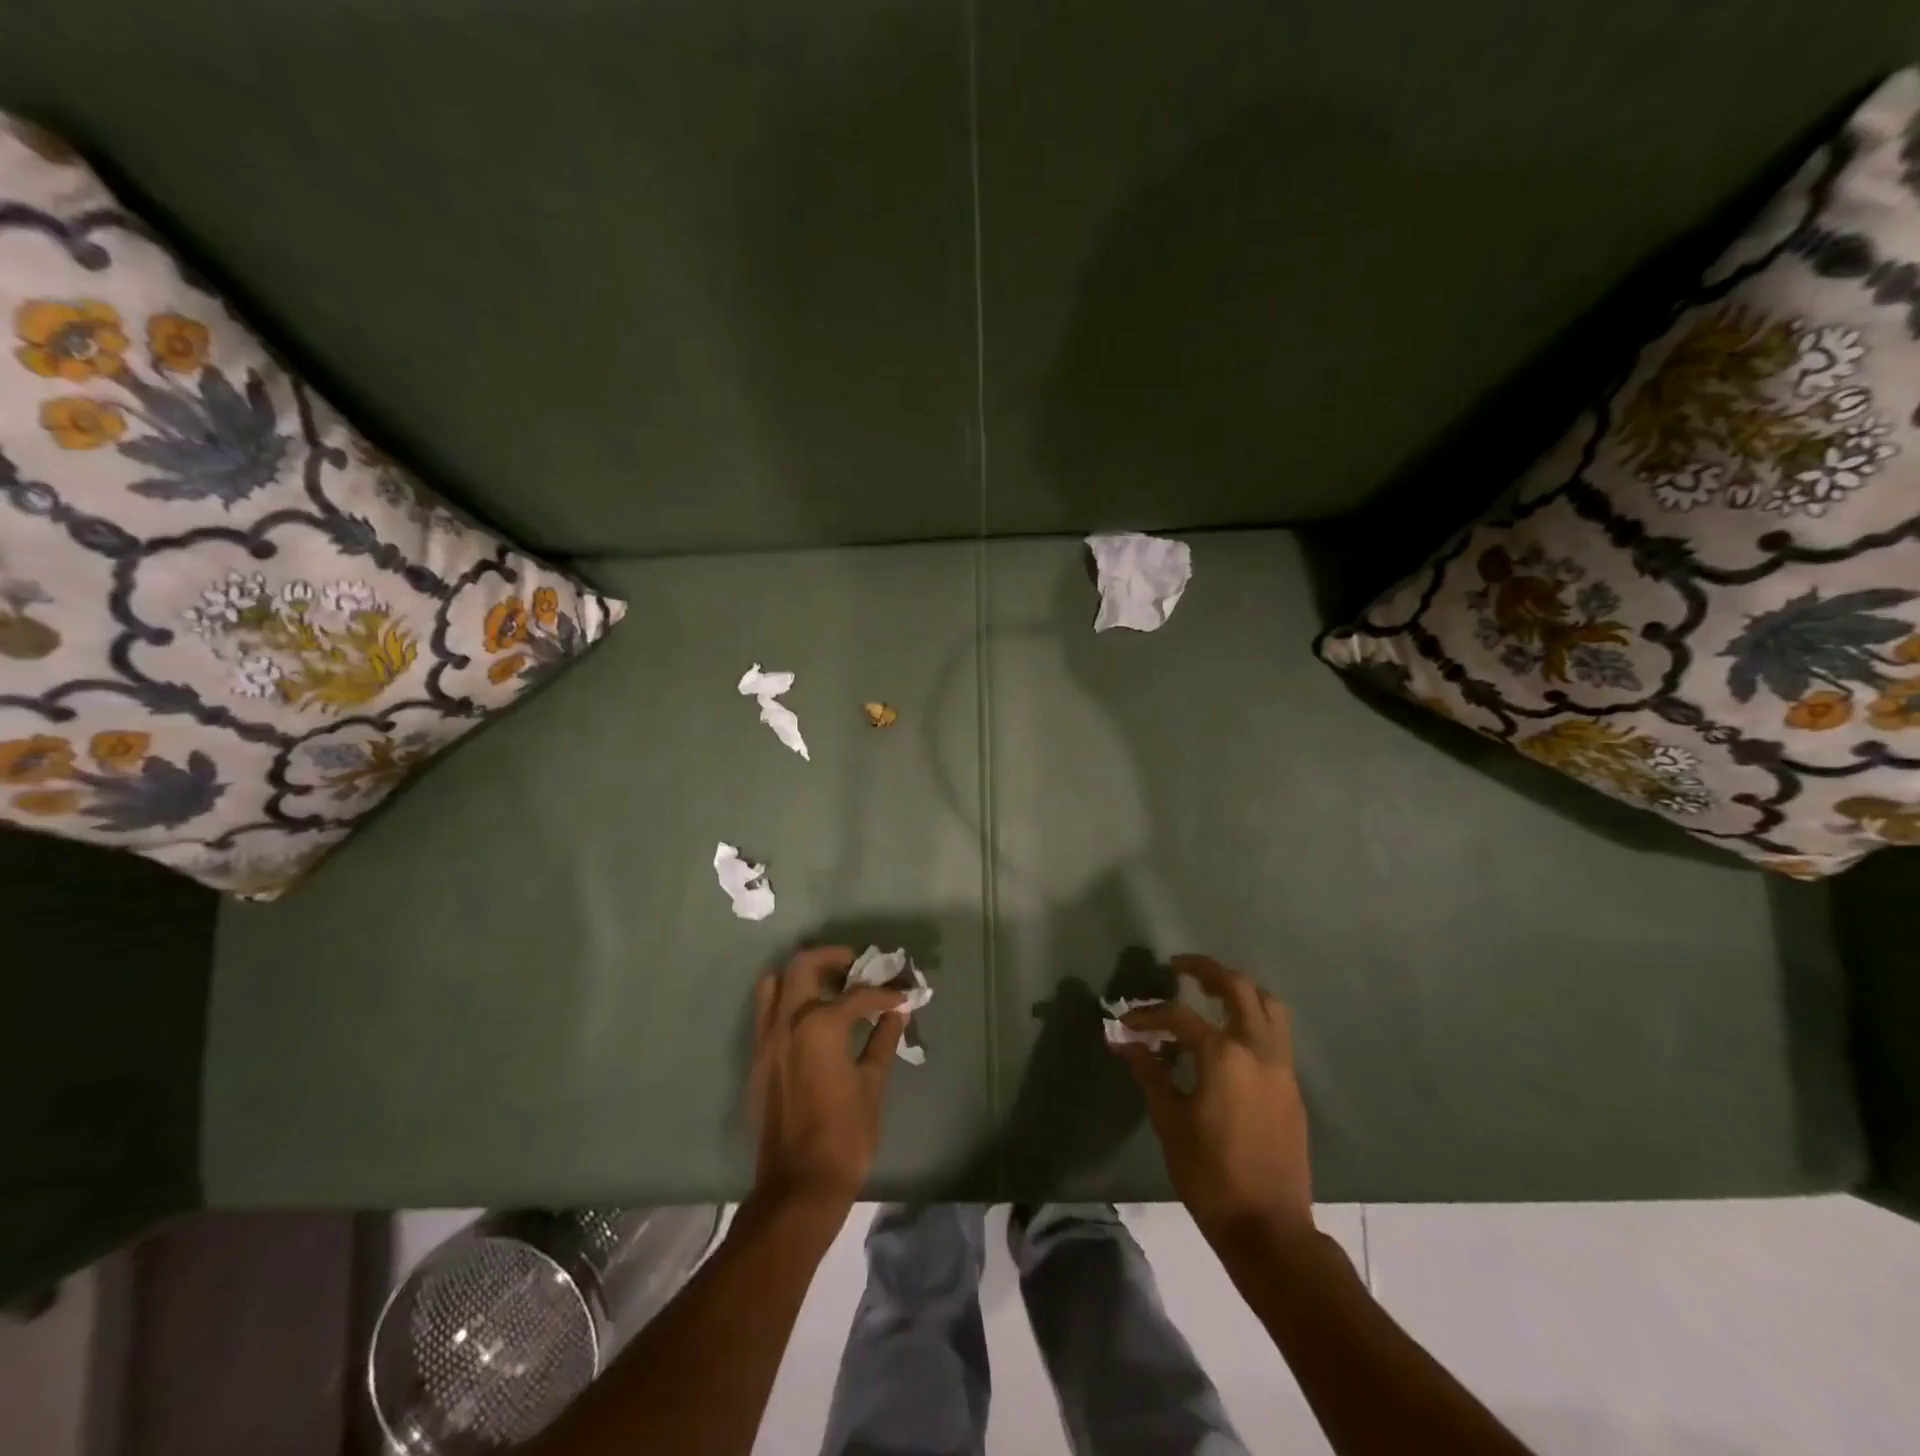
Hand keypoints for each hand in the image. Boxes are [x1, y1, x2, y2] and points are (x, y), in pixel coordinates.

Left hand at [748, 946, 907, 1215]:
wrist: (798, 1187)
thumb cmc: (844, 1136)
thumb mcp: (872, 1085)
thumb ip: (882, 1042)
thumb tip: (896, 1013)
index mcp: (819, 1025)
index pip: (857, 995)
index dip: (885, 993)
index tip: (902, 994)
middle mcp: (787, 1022)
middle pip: (802, 965)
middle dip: (831, 958)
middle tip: (855, 965)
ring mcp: (766, 1040)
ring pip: (774, 984)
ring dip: (801, 976)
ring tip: (828, 987)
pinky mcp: (757, 1060)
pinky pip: (766, 1013)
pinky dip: (786, 1002)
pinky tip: (812, 1021)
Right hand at [1112, 954, 1313, 1245]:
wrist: (1269, 1228)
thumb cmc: (1210, 1174)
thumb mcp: (1170, 1121)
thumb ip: (1150, 1073)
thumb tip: (1124, 1042)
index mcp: (1224, 1055)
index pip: (1179, 1016)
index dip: (1149, 1014)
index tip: (1127, 1022)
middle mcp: (1257, 1049)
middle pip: (1238, 988)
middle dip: (1206, 970)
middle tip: (1179, 967)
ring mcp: (1281, 1067)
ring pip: (1268, 1005)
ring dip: (1239, 989)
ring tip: (1210, 991)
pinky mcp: (1291, 1086)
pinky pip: (1276, 1033)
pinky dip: (1253, 1017)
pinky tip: (1229, 1036)